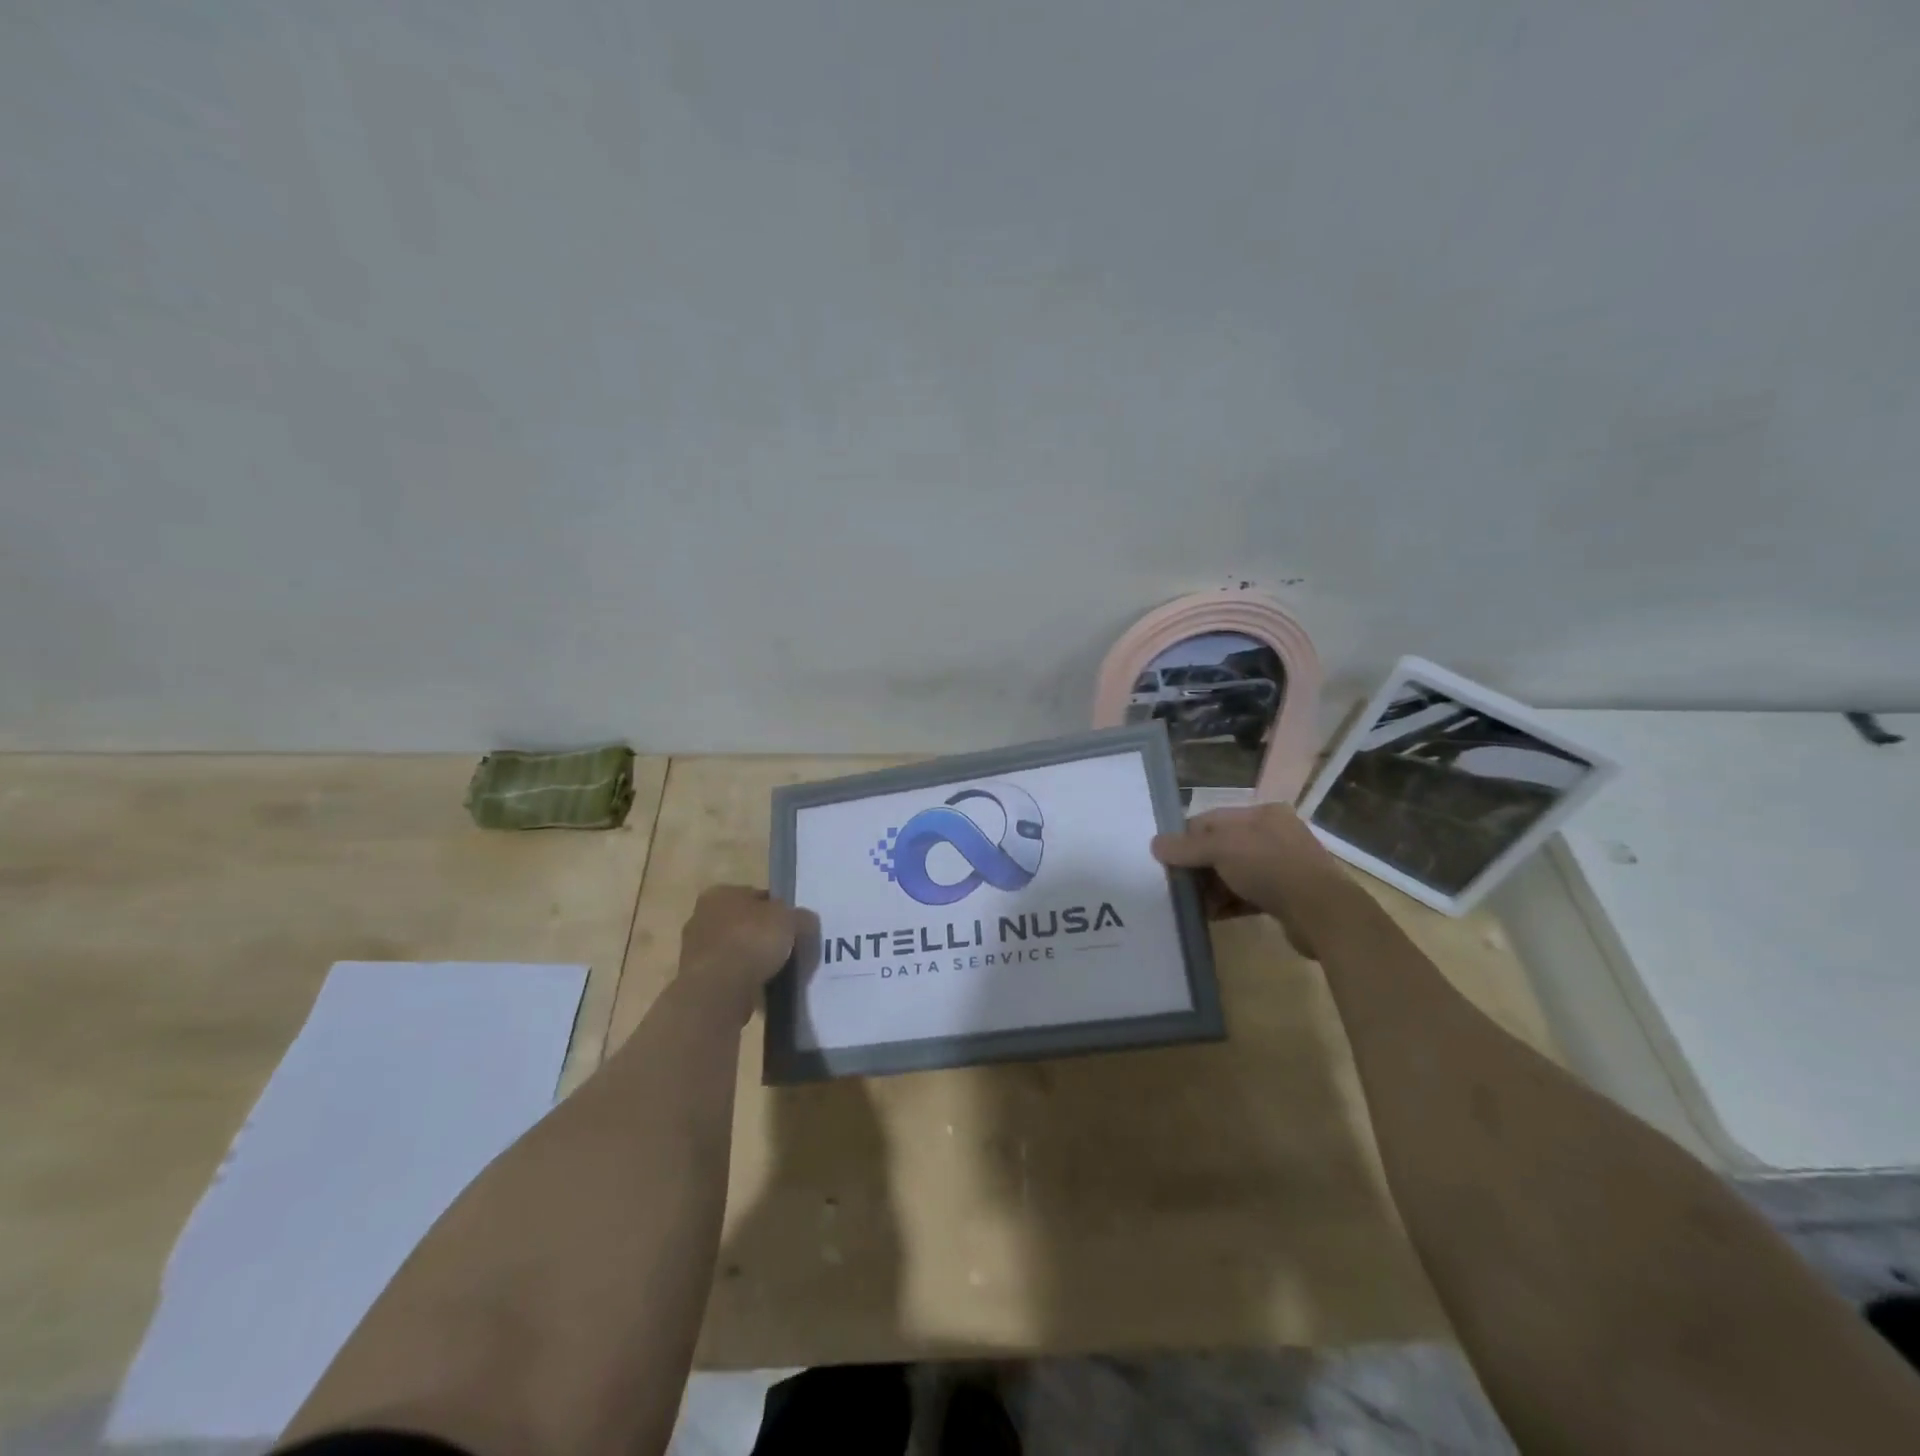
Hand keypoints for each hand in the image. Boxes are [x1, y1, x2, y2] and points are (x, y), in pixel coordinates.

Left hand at [676, 885, 805, 1021]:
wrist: (718, 990)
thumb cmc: (752, 940)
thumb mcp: (790, 920)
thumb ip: (801, 917)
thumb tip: (805, 921)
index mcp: (720, 893)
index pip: (757, 896)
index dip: (778, 910)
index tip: (793, 927)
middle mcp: (701, 917)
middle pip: (743, 923)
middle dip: (763, 936)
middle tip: (787, 950)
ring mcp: (695, 951)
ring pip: (735, 951)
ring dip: (752, 960)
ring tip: (777, 973)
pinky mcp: (696, 981)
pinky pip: (728, 976)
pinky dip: (743, 981)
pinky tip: (760, 989)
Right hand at [1151, 805, 1349, 957]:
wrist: (1322, 913)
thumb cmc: (1270, 867)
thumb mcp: (1221, 849)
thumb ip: (1186, 847)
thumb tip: (1155, 845)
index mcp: (1261, 814)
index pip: (1212, 820)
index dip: (1186, 838)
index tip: (1166, 860)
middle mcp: (1273, 835)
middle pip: (1222, 847)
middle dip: (1198, 866)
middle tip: (1177, 885)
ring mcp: (1282, 866)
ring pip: (1234, 872)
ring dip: (1211, 887)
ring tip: (1191, 905)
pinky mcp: (1286, 895)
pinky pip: (1247, 894)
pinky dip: (1228, 902)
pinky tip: (1211, 916)